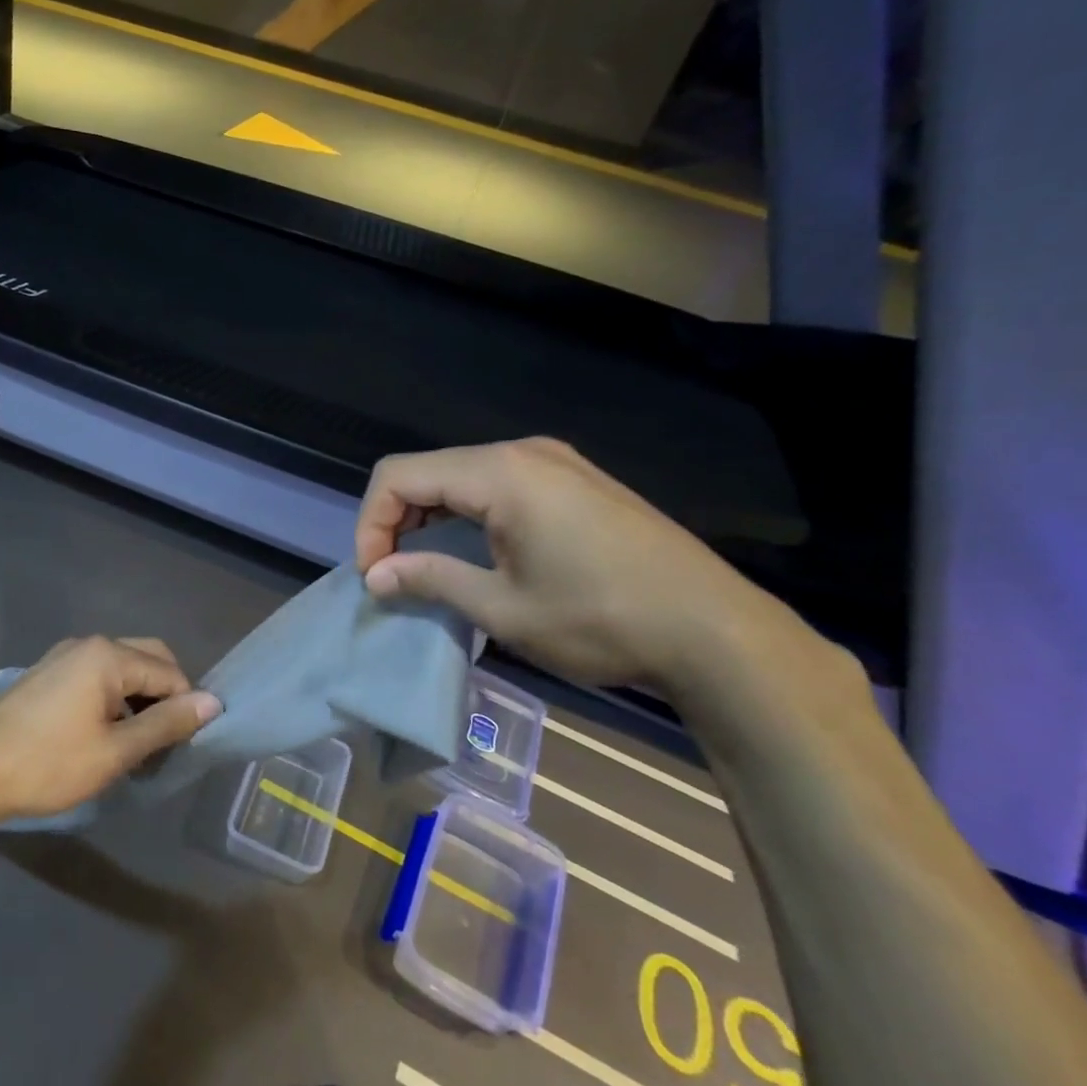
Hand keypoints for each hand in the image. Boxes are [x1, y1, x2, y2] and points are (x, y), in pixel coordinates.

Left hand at [0, 636, 221, 823]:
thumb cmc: (49, 763)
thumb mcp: (116, 751)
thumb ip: (166, 724)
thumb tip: (213, 703)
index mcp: (108, 655)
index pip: (170, 673)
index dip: (185, 708)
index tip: (182, 746)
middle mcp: (89, 644)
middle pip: (148, 658)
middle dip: (164, 694)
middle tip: (163, 740)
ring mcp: (64, 655)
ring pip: (121, 666)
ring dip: (138, 696)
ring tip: (136, 742)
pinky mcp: (47, 673)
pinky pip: (96, 674)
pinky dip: (113, 696)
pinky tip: (105, 731)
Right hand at [355, 438, 801, 699]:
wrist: (715, 632)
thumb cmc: (600, 620)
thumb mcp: (502, 608)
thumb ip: (429, 579)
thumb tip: (375, 577)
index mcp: (500, 473)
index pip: (398, 476)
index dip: (371, 524)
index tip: (374, 576)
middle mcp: (524, 453)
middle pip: (427, 470)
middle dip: (395, 520)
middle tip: (391, 574)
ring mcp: (556, 463)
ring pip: (461, 475)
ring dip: (429, 517)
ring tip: (423, 566)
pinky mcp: (576, 482)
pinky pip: (498, 484)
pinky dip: (466, 513)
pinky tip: (471, 550)